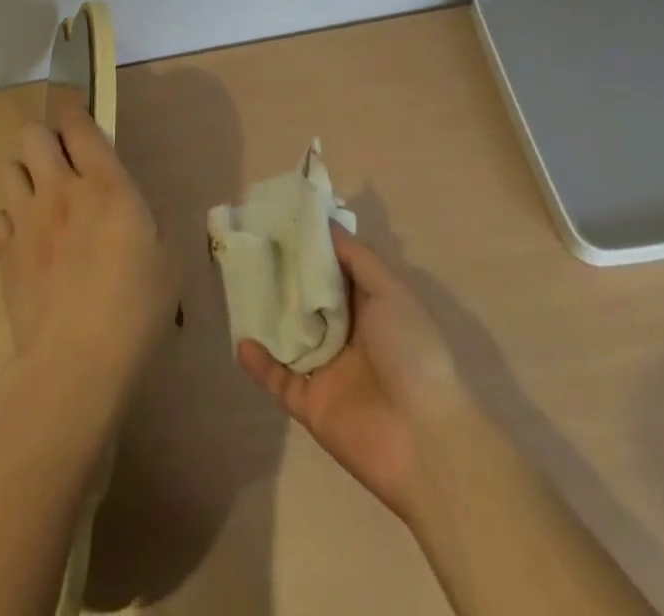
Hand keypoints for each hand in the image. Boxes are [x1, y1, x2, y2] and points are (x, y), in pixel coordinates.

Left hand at [0, 113, 180, 427]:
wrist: (76, 362)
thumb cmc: (135, 308)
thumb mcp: (168, 258)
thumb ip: (152, 220)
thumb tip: (137, 208)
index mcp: (106, 185)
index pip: (80, 126)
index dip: (77, 116)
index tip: (82, 123)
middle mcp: (60, 191)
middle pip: (32, 135)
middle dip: (45, 140)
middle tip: (62, 165)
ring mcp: (26, 220)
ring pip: (7, 169)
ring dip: (24, 176)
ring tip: (41, 199)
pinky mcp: (3, 254)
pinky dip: (9, 221)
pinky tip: (26, 240)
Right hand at [237, 224, 469, 523]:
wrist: (425, 440)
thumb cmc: (411, 352)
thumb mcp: (391, 292)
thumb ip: (358, 258)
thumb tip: (326, 225)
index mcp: (371, 307)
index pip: (335, 270)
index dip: (312, 248)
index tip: (282, 221)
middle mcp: (349, 335)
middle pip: (308, 301)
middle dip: (284, 278)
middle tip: (251, 248)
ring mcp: (329, 371)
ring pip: (290, 337)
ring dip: (267, 318)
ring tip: (238, 288)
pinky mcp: (312, 405)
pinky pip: (279, 380)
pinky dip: (260, 364)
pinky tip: (242, 342)